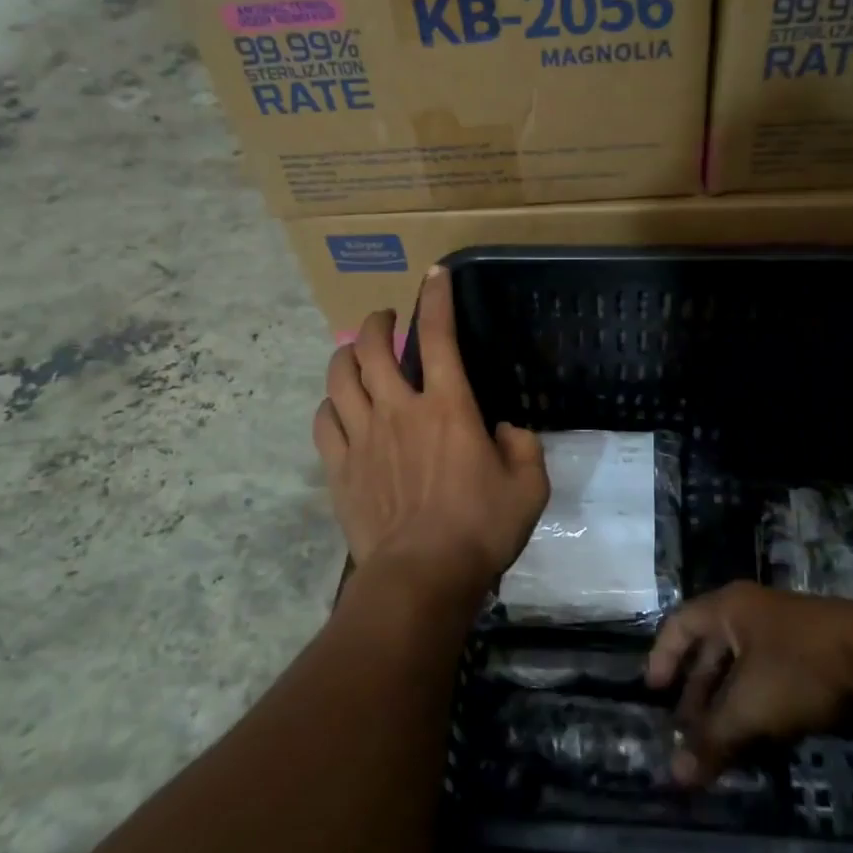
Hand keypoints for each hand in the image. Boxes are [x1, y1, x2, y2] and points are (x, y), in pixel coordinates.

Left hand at [313, 267, 549, 599]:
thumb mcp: (529, 486)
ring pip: (340, 377)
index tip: (434, 275)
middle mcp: (400, 409)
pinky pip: (324, 420)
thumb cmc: (480, 529)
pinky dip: (331, 404)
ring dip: (347, 355)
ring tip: (357, 354)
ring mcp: (363, 437)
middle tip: (387, 319)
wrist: (421, 578)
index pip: (439, 336)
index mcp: (448, 407)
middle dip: (378, 322)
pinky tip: (340, 406)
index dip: (436, 299)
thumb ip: (522, 446)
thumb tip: (504, 430)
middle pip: (374, 348)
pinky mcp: (339, 466)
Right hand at [647, 583, 852, 783]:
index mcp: (729, 608)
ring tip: (720, 743)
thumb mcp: (750, 707)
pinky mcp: (814, 655)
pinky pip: (771, 679)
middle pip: (711, 650)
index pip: (680, 624)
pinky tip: (759, 738)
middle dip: (697, 693)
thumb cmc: (801, 669)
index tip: (653, 693)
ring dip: (727, 705)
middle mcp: (753, 613)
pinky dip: (758, 707)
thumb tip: (675, 779)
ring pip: (743, 669)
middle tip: (687, 733)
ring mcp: (786, 632)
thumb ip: (712, 740)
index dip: (662, 656)